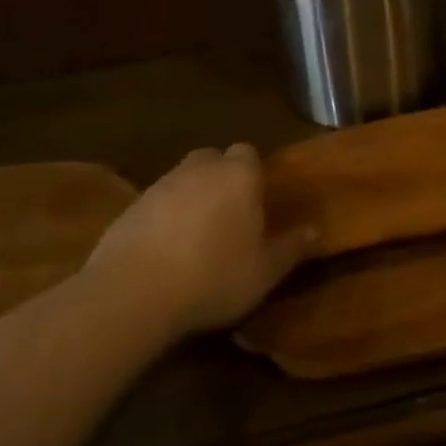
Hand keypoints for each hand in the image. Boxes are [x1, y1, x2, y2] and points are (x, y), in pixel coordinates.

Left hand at [85, 145, 311, 336]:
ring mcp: (160, 185)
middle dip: (221, 178)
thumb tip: (316, 229)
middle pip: (213, 159)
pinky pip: (155, 204)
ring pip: (183, 180)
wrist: (134, 293)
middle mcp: (199, 169)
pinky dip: (162, 218)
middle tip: (229, 213)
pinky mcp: (129, 208)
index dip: (253, 173)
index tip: (257, 200)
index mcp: (238, 175)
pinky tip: (165, 251)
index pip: (248, 152)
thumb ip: (292, 247)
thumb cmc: (214, 276)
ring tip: (196, 236)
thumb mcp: (266, 270)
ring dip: (191, 198)